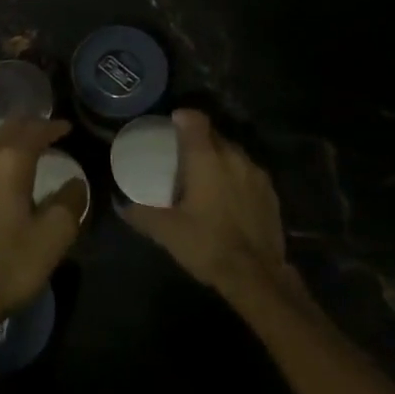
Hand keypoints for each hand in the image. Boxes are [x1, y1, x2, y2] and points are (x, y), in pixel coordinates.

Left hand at [0, 117, 84, 342]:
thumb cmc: (6, 266)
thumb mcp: (51, 239)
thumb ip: (69, 204)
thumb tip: (75, 183)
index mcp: (9, 164)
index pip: (33, 131)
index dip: (51, 127)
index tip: (66, 127)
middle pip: (6, 130)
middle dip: (28, 126)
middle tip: (46, 130)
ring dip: (8, 143)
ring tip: (25, 152)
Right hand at [124, 109, 295, 302]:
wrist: (257, 276)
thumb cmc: (208, 244)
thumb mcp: (167, 231)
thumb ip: (142, 214)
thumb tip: (123, 206)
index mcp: (206, 157)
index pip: (195, 120)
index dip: (182, 117)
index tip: (171, 124)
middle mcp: (233, 157)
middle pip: (214, 134)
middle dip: (199, 139)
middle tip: (182, 155)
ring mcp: (256, 174)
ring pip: (233, 153)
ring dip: (219, 158)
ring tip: (205, 177)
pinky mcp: (271, 193)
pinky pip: (248, 173)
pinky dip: (236, 177)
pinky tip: (228, 198)